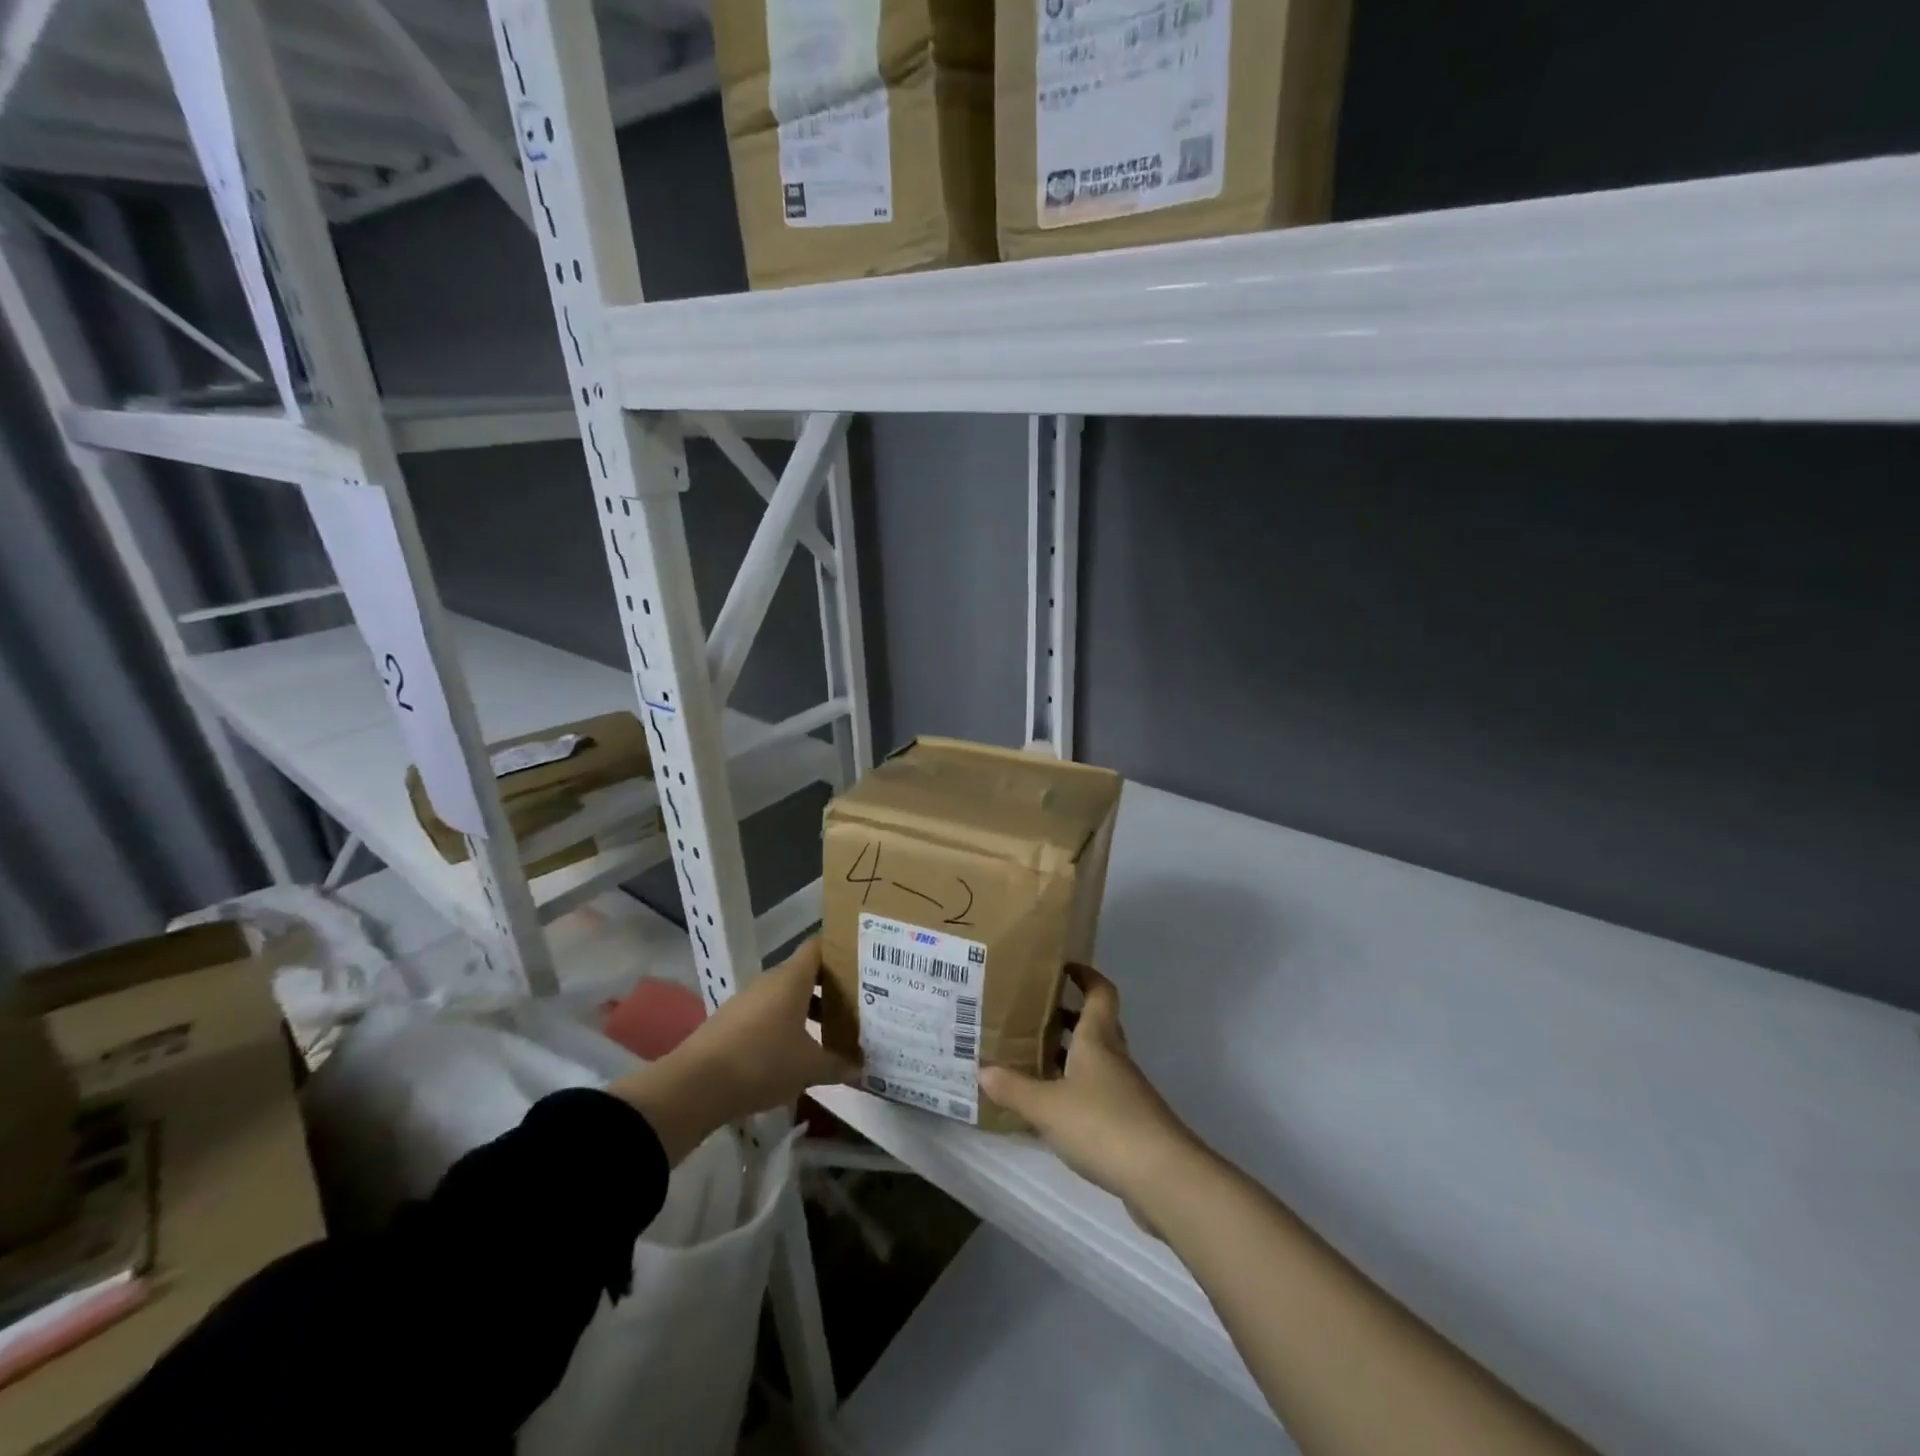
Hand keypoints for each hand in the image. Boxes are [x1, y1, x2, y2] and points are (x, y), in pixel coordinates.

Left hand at [612, 938, 856, 1163]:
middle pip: (804, 973)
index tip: (863, 962)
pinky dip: (785, 1026)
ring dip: (807, 1009)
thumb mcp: (809, 1068)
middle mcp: (769, 981)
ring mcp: (747, 1001)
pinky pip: (767, 1015)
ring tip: (831, 1031)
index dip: (841, 950)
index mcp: (792, 978)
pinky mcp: (732, 1023)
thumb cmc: (762, 1062)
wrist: (696, 1086)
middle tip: (857, 1003)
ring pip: (786, 996)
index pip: (819, 946)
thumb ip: (838, 1064)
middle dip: (830, 987)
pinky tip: (796, 1052)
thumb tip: (861, 1067)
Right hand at [978, 964, 1203, 1216]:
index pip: (1100, 994)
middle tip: (1034, 1016)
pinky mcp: (1129, 1123)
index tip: (1065, 967)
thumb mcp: (1048, 1106)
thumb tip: (982, 1070)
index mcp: (1097, 1040)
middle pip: (1097, 1026)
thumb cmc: (1103, 1124)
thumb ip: (1014, 1088)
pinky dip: (1076, 1091)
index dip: (1085, 976)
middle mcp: (1114, 1058)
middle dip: (1069, 1018)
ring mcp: (1126, 1091)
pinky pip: (1098, 1093)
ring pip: (1096, 1061)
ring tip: (1034, 1061)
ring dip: (1070, 1056)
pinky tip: (1054, 1109)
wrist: (1162, 1176)